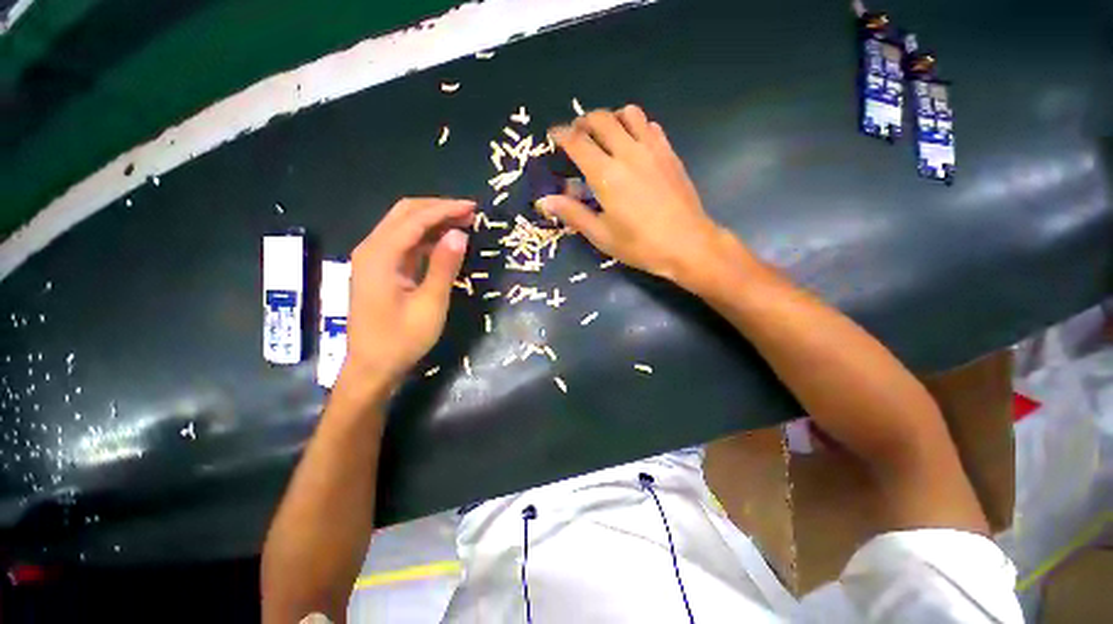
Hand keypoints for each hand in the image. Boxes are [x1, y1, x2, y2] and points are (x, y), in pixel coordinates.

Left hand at [342, 198, 473, 385]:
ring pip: (403, 226)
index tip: (473, 208)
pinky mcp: (379, 270)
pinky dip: (425, 237)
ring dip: (432, 221)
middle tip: (469, 213)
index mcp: (380, 256)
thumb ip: (444, 266)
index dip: (445, 209)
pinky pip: (404, 243)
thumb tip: (460, 233)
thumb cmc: (402, 339)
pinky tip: (445, 242)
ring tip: (463, 223)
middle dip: (438, 208)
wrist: (372, 367)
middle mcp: (371, 249)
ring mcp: (373, 259)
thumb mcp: (430, 304)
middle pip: (404, 214)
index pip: (415, 219)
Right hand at [538, 105, 728, 286]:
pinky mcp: (669, 153)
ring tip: (605, 136)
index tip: (552, 135)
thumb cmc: (640, 245)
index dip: (560, 134)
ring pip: (628, 113)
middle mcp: (628, 152)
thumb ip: (572, 213)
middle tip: (577, 136)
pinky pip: (649, 125)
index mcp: (606, 175)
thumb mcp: (601, 235)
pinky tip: (633, 145)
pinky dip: (635, 126)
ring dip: (611, 118)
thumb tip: (544, 201)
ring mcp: (652, 149)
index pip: (577, 142)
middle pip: (600, 119)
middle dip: (583, 122)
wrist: (687, 244)